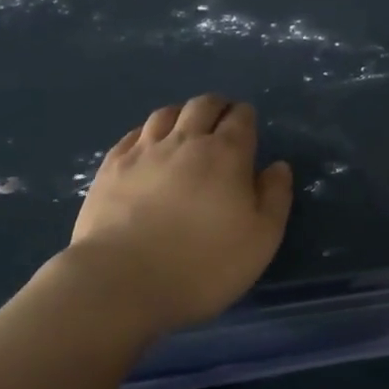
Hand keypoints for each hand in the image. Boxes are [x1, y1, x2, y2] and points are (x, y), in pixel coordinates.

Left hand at [62, 94, 292, 334]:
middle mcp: (186, 141)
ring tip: (185, 129)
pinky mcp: (111, 168)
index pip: (241, 117)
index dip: (246, 117)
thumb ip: (275, 197)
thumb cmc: (202, 264)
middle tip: (221, 120)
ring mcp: (144, 151)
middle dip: (217, 107)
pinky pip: (132, 135)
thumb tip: (277, 166)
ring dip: (181, 115)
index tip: (248, 126)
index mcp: (226, 153)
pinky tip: (147, 147)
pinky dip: (147, 133)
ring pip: (166, 114)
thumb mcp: (261, 239)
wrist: (120, 282)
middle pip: (203, 105)